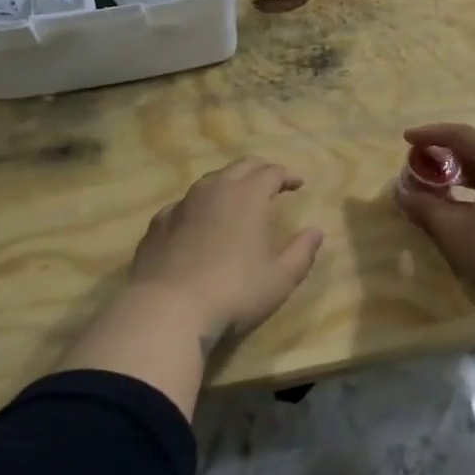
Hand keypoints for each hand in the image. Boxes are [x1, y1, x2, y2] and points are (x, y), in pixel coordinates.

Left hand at [128, 157, 324, 349]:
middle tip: (272, 181)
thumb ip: (301, 252)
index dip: (287, 175)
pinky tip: (199, 222)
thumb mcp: (279, 279)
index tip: (298, 183)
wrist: (167, 308)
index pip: (271, 171)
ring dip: (229, 183)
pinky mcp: (158, 222)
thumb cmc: (233, 292)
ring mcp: (182, 203)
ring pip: (210, 180)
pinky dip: (200, 206)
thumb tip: (316, 231)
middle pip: (241, 166)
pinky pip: (185, 203)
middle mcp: (214, 189)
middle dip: (260, 170)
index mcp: (247, 195)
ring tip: (237, 199)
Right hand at [394, 123, 474, 320]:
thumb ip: (423, 204)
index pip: (464, 136)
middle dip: (448, 153)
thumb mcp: (451, 229)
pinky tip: (465, 203)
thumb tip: (401, 192)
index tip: (406, 139)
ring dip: (465, 172)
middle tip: (421, 162)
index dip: (432, 134)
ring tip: (439, 182)